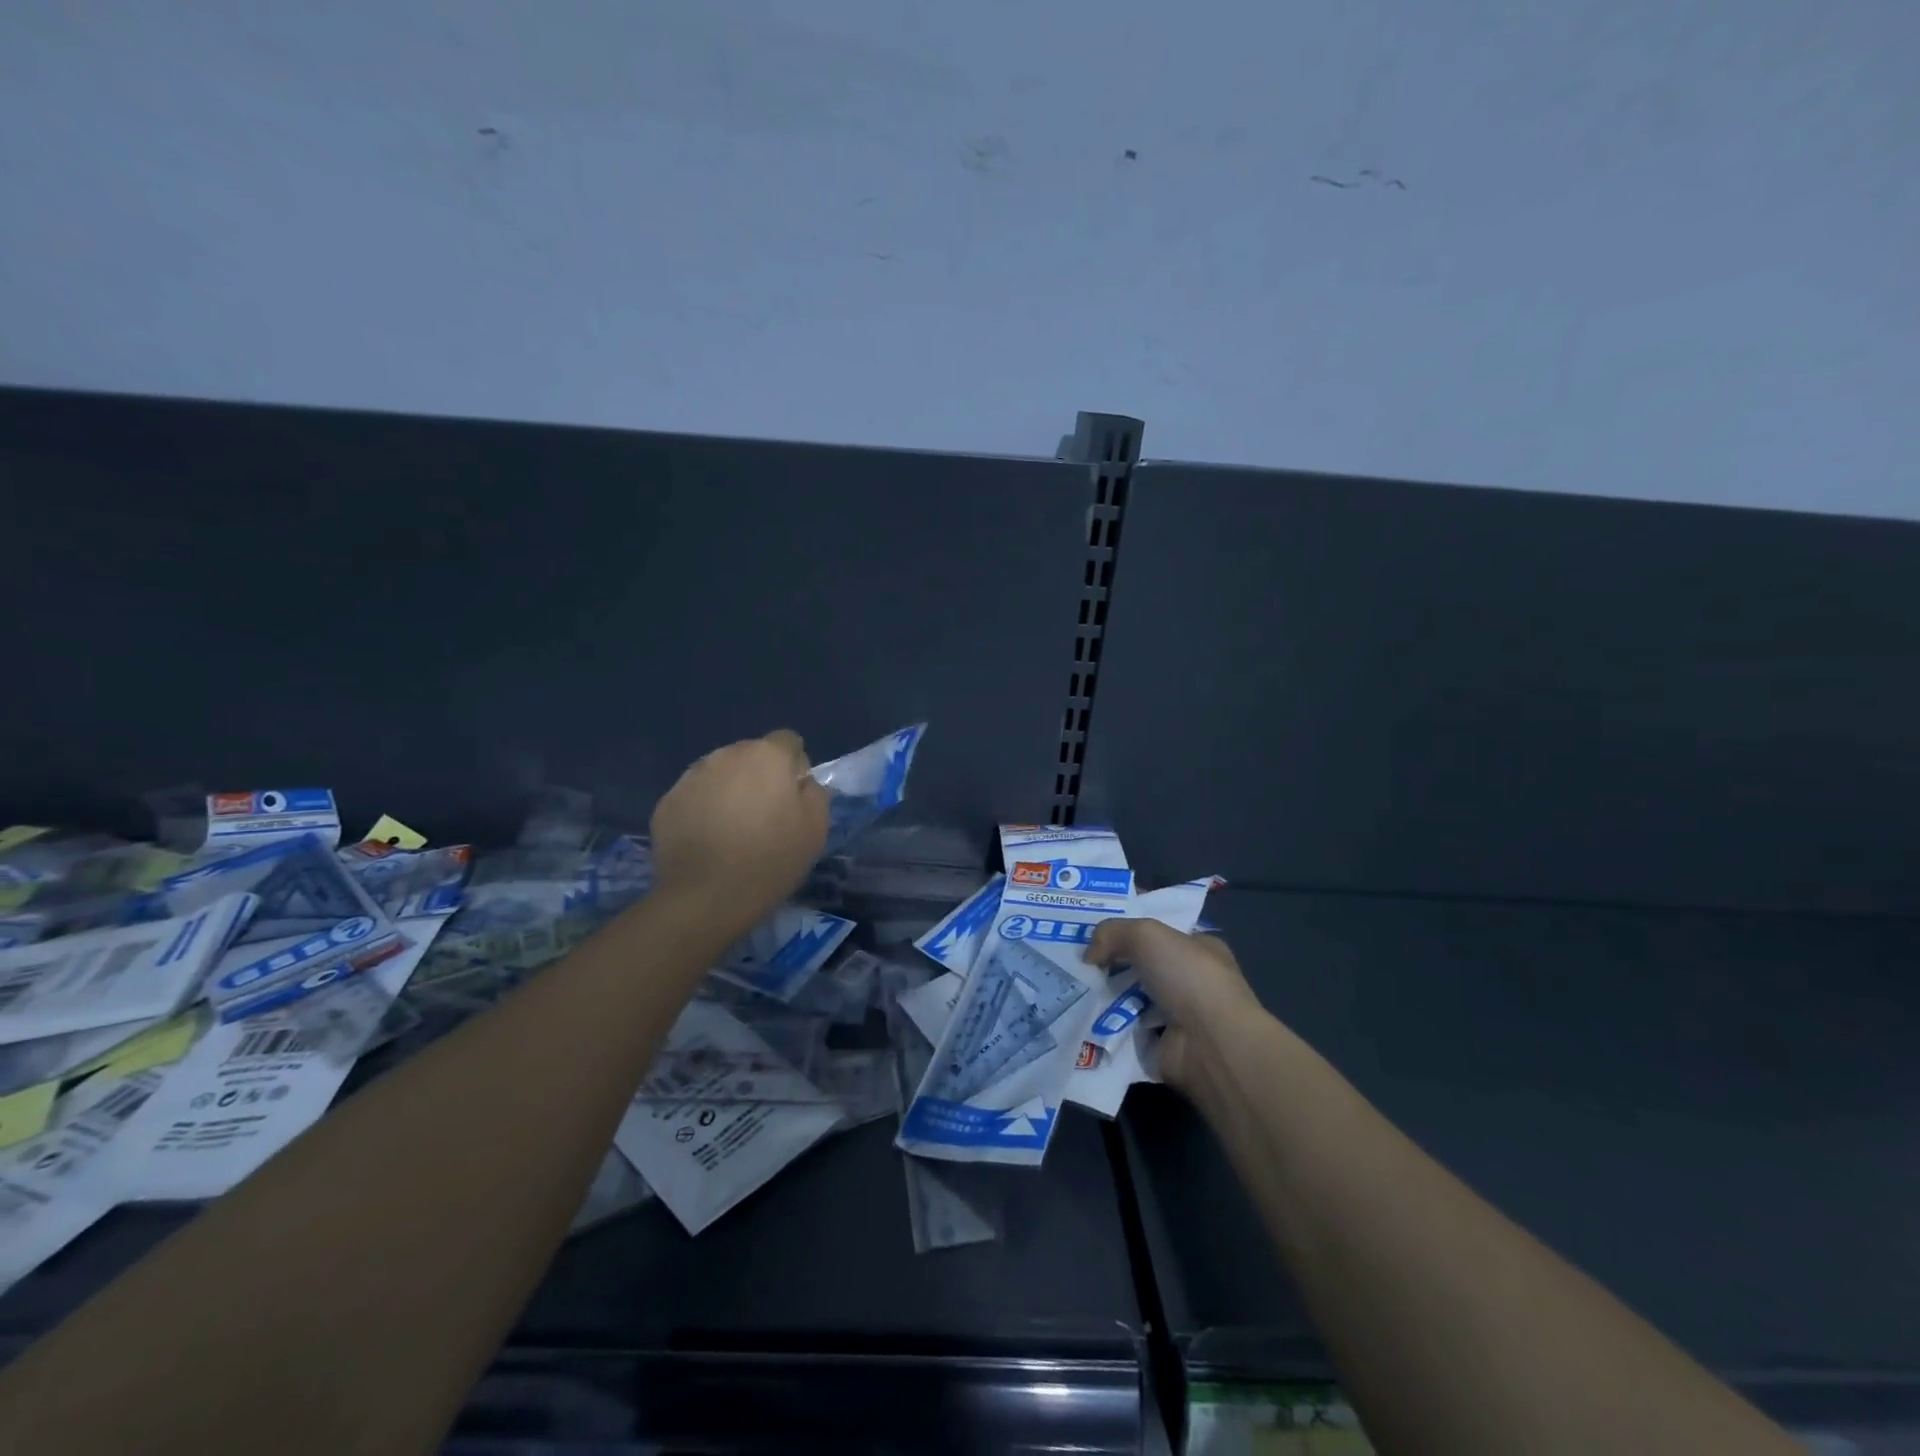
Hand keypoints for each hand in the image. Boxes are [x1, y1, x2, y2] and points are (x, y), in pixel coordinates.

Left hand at [650, 730, 829, 932]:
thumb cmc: (771, 860)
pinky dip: (703, 809)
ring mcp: (692, 776)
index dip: (794, 766)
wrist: (706, 897)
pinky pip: (695, 796)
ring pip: (720, 773)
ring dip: (730, 790)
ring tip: (732, 830)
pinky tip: (708, 841)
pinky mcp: (667, 801)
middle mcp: (727, 755)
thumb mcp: (816, 829)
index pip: (787, 741)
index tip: (792, 797)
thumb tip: (801, 782)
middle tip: (763, 816)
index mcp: (767, 756)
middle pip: (751, 755)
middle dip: (759, 776)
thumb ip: (814, 793)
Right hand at [1086, 919, 1263, 1089]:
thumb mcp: (1148, 934)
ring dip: (1101, 993)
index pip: (1156, 929)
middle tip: (1072, 956)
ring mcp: (1175, 1014)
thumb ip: (1112, 932)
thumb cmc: (1189, 977)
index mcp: (1197, 947)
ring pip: (1126, 995)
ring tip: (1069, 984)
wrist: (1211, 1045)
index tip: (1091, 925)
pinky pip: (1122, 1027)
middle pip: (1137, 962)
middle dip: (1107, 960)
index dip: (1125, 924)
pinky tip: (1079, 1013)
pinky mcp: (1159, 1044)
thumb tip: (1089, 956)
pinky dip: (1104, 1023)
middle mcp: (1188, 979)